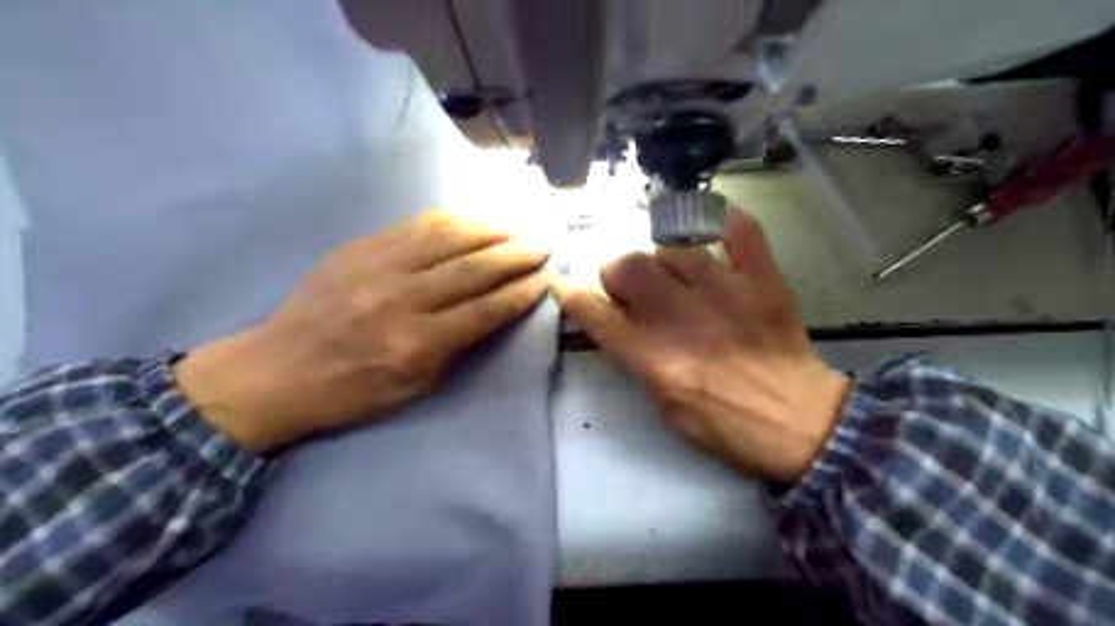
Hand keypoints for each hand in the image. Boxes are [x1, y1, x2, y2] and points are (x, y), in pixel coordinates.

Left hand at [174, 209, 551, 449]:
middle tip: (541, 246)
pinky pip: (415, 225)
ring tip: (514, 228)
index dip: (521, 291)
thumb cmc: (351, 392)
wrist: (276, 370)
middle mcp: (402, 298)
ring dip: (489, 230)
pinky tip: (472, 220)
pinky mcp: (359, 248)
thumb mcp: (413, 389)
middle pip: (474, 267)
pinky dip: (451, 220)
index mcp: (417, 343)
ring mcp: (378, 266)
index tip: (546, 279)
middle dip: (516, 255)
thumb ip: (456, 349)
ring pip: (448, 237)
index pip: (486, 309)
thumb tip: (492, 313)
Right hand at [553, 207, 850, 482]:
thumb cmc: (727, 426)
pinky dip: (726, 221)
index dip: (576, 298)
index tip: (569, 290)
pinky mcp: (763, 282)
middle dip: (617, 272)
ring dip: (663, 260)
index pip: (599, 316)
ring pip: (674, 248)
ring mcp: (728, 294)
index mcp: (658, 362)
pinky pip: (742, 232)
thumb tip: (617, 321)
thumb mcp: (665, 408)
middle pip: (630, 267)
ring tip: (673, 274)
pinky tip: (713, 225)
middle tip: (628, 286)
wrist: (802, 425)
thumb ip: (636, 361)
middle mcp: (686, 320)